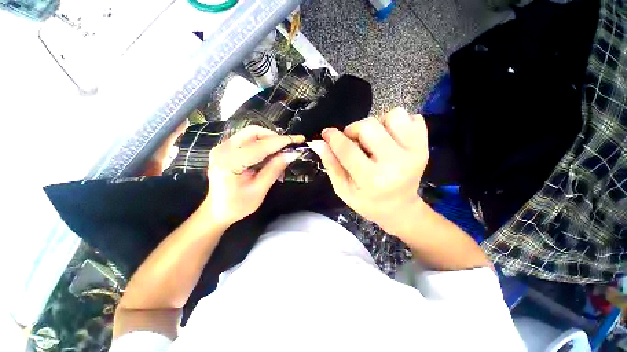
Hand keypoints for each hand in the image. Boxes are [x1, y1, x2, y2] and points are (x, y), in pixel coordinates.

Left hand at [205, 125, 303, 228]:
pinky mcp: (225, 149)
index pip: (261, 146)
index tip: (298, 139)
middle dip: (274, 138)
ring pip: (251, 134)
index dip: (281, 142)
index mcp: (230, 162)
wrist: (217, 210)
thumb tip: (291, 155)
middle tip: (287, 148)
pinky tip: (268, 156)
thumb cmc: (238, 205)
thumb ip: (274, 170)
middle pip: (254, 132)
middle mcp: (223, 149)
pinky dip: (261, 144)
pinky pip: (247, 140)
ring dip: (268, 141)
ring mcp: (222, 147)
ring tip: (279, 154)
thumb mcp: (259, 190)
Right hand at [309, 108, 428, 236]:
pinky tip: (391, 139)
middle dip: (354, 130)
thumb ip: (331, 164)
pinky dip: (398, 124)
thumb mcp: (343, 188)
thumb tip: (318, 142)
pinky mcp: (424, 146)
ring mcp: (414, 152)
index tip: (327, 133)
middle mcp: (395, 163)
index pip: (347, 149)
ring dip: (378, 125)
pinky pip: (412, 117)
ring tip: (375, 141)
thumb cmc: (367, 202)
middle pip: (368, 126)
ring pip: (393, 115)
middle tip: (354, 142)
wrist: (399, 208)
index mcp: (372, 179)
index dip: (333, 137)